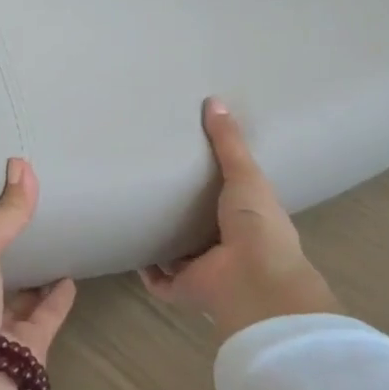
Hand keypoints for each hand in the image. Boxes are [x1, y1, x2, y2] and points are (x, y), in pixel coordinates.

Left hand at [0, 158, 77, 365]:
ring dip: (30, 278)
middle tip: (25, 221)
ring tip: (51, 244)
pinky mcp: (25, 357)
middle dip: (0, 254)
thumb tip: (22, 166)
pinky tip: (70, 278)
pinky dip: (55, 301)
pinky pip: (43, 320)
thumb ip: (2, 215)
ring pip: (14, 300)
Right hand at [141, 99, 340, 339]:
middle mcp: (226, 246)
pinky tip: (131, 248)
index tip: (191, 163)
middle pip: (200, 228)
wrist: (253, 280)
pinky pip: (160, 280)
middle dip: (182, 213)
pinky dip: (147, 269)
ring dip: (163, 241)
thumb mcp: (245, 174)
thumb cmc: (257, 225)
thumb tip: (214, 100)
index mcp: (247, 220)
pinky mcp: (184, 289)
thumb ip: (228, 142)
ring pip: (180, 255)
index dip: (214, 185)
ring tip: (138, 214)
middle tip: (156, 186)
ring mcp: (206, 270)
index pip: (229, 201)